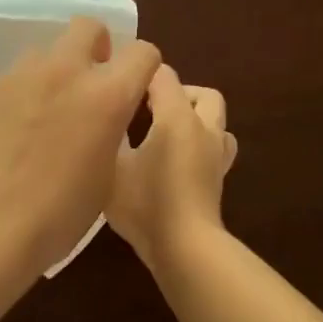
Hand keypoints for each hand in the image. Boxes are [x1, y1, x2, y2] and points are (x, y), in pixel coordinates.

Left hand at [0, 18, 161, 277]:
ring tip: (38, 118)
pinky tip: (2, 137)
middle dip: (95, 48)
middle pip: (88, 27)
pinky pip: (7, 82)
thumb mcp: (106, 177)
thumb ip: (109, 132)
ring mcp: (17, 76)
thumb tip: (100, 120)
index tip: (133, 89)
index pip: (142, 52)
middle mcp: (64, 72)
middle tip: (87, 86)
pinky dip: (14, 100)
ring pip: (42, 54)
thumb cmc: (56, 216)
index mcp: (106, 96)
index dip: (142, 69)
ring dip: (50, 76)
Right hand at [108, 65, 236, 267]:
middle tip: (148, 109)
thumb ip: (109, 136)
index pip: (163, 75)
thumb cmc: (145, 204)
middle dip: (178, 93)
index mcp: (177, 117)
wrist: (185, 248)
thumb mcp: (112, 167)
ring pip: (216, 121)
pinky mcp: (218, 179)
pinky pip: (216, 147)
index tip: (118, 84)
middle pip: (202, 94)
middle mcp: (204, 128)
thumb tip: (104, 118)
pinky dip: (199, 144)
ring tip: (166, 133)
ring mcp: (216, 155)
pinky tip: (175, 160)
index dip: (140, 73)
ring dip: (196, 118)